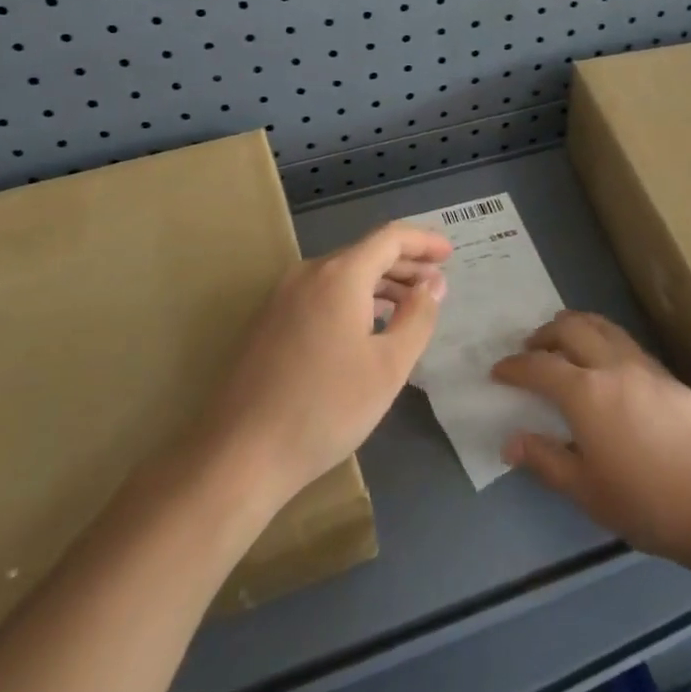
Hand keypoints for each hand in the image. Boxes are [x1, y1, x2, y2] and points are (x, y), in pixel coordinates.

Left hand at [204, 222, 450, 506]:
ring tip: (409, 305)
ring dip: (380, 283)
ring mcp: (282, 297)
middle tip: (437, 283)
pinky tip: (367, 326)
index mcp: (339, 275)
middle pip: (365, 253)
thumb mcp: (389, 366)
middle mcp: (308, 274)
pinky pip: (321, 294)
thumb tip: (433, 284)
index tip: (450, 254)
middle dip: (405, 264)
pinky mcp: (268, 322)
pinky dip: (353, 298)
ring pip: (341, 274)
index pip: (390, 238)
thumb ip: (418, 317)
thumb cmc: (326, 408)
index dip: (424, 241)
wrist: (241, 453)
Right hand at [492, 311, 690, 565]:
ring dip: (576, 327)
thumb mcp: (586, 491)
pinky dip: (603, 340)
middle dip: (544, 333)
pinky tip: (606, 366)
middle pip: (571, 328)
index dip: (514, 366)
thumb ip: (545, 460)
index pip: (539, 366)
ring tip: (565, 343)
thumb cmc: (647, 503)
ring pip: (603, 326)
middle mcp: (613, 366)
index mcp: (585, 393)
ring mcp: (645, 367)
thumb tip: (510, 441)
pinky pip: (626, 342)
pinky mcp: (670, 376)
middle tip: (530, 349)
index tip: (498, 371)